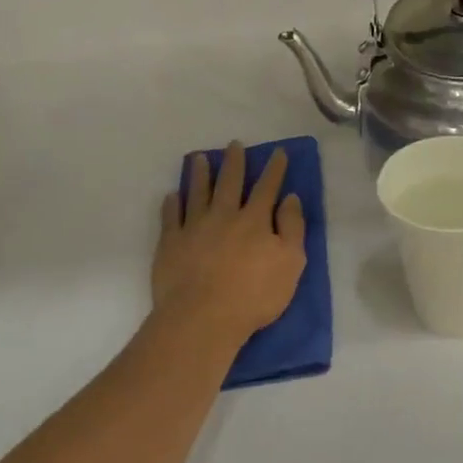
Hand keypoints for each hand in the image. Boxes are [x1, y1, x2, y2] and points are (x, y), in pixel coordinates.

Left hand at [153, 143, 305, 343]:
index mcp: (255, 220)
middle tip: (234, 144)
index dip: (274, 169)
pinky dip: (172, 204)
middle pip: (230, 183)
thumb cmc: (254, 295)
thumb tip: (290, 198)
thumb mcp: (291, 263)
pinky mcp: (170, 244)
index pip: (267, 187)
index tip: (277, 152)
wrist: (203, 318)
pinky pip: (170, 217)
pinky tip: (172, 195)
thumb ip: (292, 228)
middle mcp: (224, 216)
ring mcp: (194, 228)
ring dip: (199, 174)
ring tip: (199, 158)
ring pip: (197, 193)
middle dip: (234, 162)